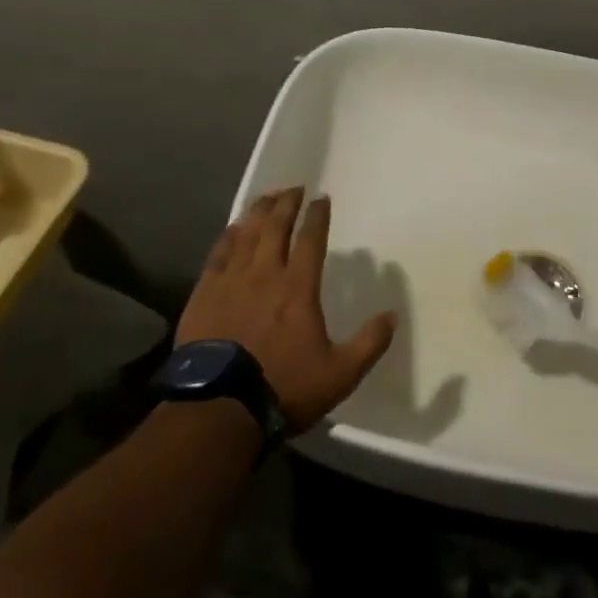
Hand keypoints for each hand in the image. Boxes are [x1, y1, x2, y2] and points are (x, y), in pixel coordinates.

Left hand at [177, 187, 396, 431]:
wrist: (219, 410)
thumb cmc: (284, 388)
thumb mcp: (340, 374)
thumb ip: (369, 343)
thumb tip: (392, 315)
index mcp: (298, 288)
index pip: (311, 239)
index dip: (317, 216)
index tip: (321, 198)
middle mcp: (265, 274)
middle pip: (276, 227)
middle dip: (287, 204)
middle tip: (294, 188)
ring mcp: (231, 282)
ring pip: (246, 234)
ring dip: (259, 212)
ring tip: (267, 197)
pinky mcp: (204, 294)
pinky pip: (218, 254)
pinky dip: (228, 236)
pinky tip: (233, 228)